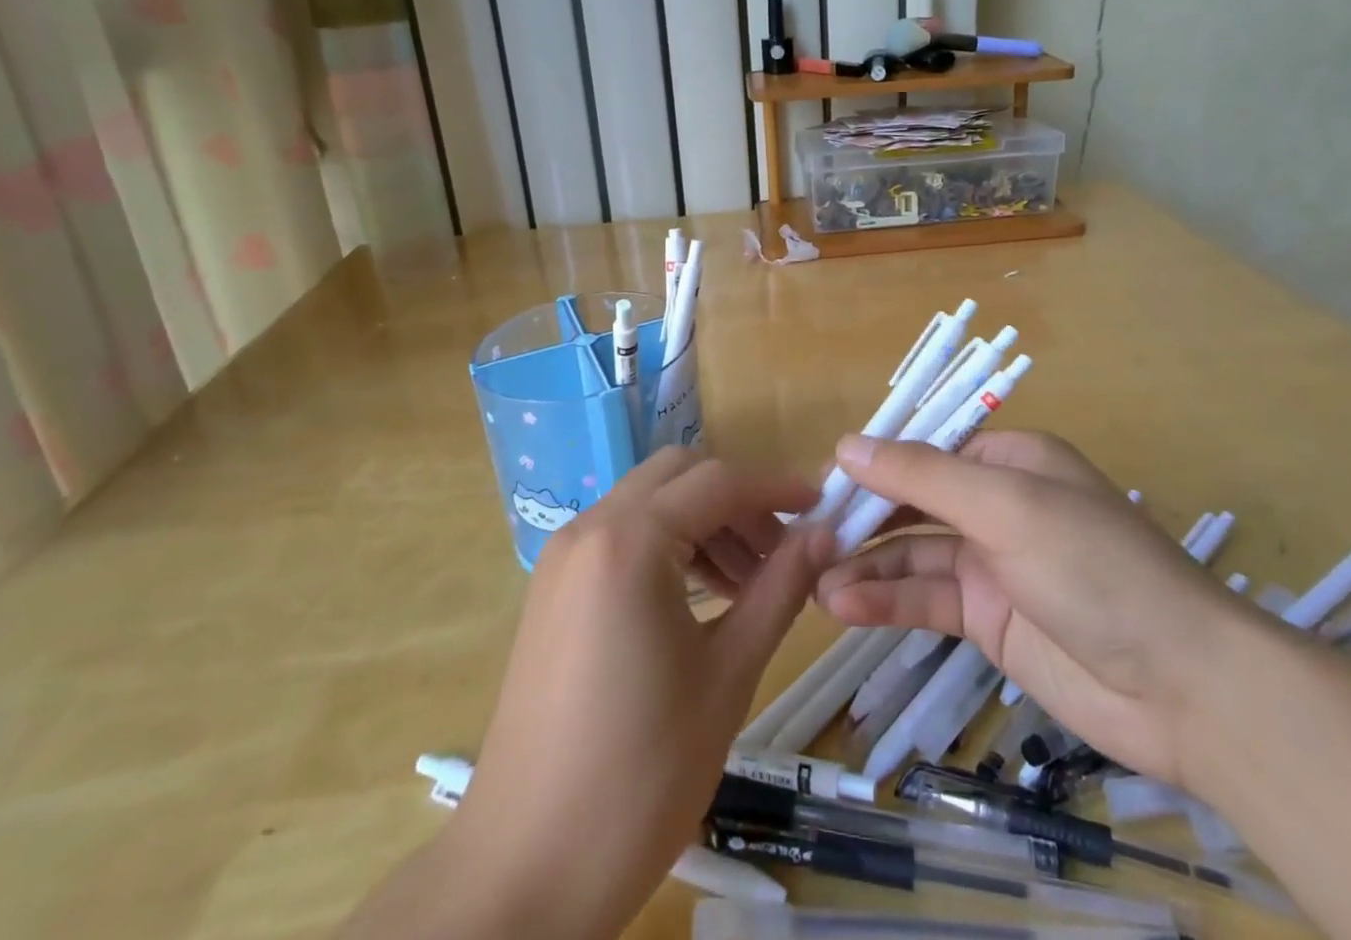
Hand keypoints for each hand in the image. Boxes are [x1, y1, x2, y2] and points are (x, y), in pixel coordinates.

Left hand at [347, 447, 829, 939]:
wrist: (525, 873)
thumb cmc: (640, 775)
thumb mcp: (727, 674)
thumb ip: (779, 588)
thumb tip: (825, 533)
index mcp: (629, 540)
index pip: (718, 482)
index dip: (777, 487)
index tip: (823, 505)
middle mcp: (589, 529)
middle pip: (679, 476)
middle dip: (737, 499)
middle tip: (782, 548)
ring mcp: (563, 557)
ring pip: (649, 502)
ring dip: (704, 521)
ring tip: (749, 581)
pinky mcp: (554, 589)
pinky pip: (622, 536)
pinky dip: (669, 544)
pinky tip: (701, 598)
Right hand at [815, 429, 1263, 784]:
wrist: (1182, 688)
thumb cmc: (1093, 567)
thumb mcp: (1004, 505)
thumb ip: (922, 476)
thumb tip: (845, 445)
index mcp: (1010, 459)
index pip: (927, 448)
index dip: (875, 461)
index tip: (822, 481)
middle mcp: (997, 504)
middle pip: (914, 501)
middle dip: (863, 517)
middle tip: (805, 534)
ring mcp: (992, 563)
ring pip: (913, 553)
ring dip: (866, 564)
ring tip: (812, 580)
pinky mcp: (988, 619)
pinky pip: (926, 598)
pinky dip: (886, 599)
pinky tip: (843, 606)